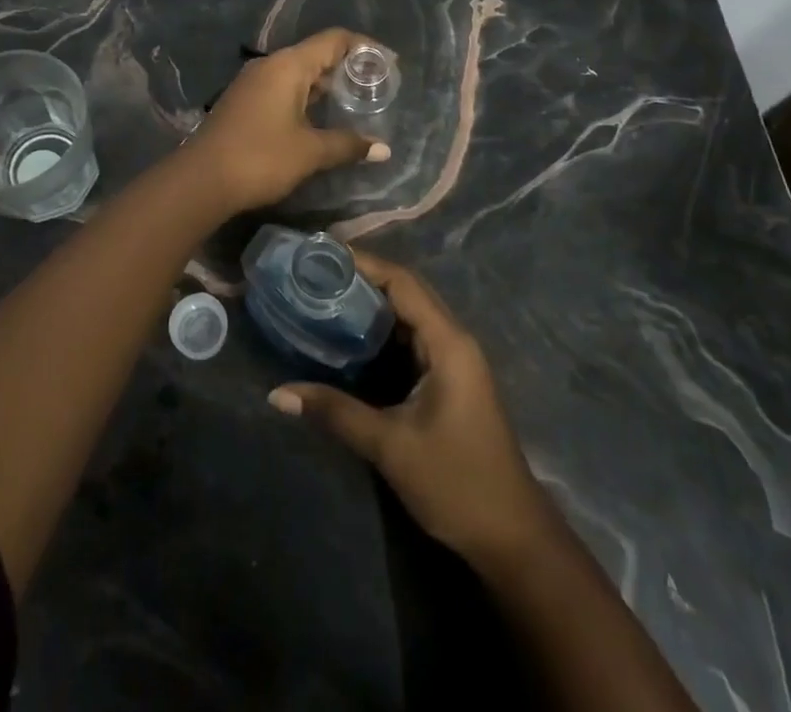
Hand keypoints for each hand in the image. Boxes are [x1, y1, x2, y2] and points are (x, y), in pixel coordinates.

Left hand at [181, 29, 391, 213]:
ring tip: (354, 103)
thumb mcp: (310, 152)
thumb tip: (383, 149)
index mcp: (288, 65)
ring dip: (325, 86)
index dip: (364, 47)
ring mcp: (253, 83)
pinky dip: (306, 97)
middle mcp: (270, 65)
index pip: (333, 39)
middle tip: (375, 88)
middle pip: (316, 54)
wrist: (201, 180)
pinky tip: (319, 119)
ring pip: (298, 73)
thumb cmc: (260, 157)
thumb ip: (348, 145)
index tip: (389, 63)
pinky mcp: (244, 102)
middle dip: (347, 68)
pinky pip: (283, 88)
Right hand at [267, 251, 557, 565]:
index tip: (323, 253)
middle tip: (316, 273)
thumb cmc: (457, 483)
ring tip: (324, 296)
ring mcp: (454, 361)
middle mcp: (454, 340)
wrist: (512, 537)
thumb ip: (336, 413)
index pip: (403, 283)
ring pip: (409, 316)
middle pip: (406, 292)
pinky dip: (382, 332)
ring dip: (372, 304)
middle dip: (363, 278)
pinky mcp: (449, 381)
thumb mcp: (391, 447)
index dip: (364, 263)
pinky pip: (412, 340)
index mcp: (448, 342)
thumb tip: (278, 393)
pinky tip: (350, 338)